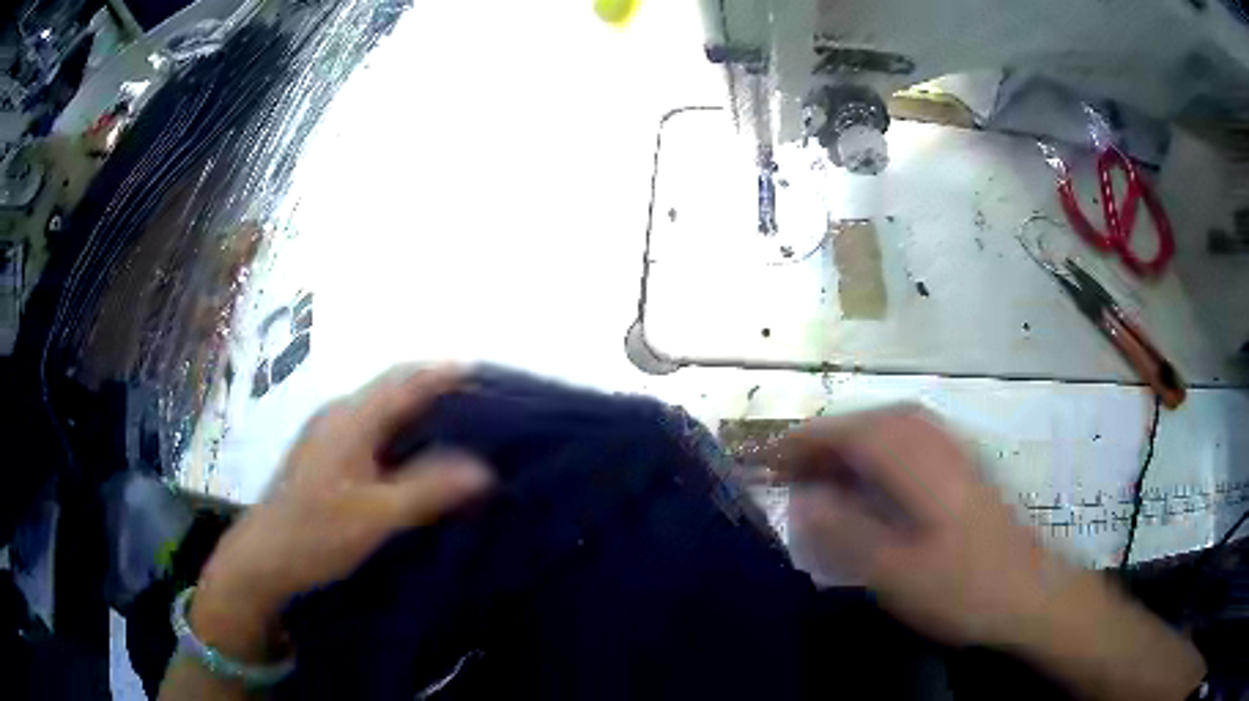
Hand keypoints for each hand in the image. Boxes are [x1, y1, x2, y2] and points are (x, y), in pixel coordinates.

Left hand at [190, 366, 492, 661]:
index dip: (446, 374)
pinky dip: (403, 436)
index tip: (488, 376)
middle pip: (394, 390)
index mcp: (349, 419)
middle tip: (484, 408)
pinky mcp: (325, 457)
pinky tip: (419, 459)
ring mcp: (328, 435)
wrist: (263, 559)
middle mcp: (338, 416)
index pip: (405, 381)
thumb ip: (428, 489)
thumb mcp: (376, 515)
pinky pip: (373, 432)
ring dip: (420, 414)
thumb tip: (484, 469)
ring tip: (461, 431)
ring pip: (383, 412)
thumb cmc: (316, 533)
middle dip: (438, 391)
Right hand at [772, 406, 1071, 646]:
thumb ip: (849, 534)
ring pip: (897, 427)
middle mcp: (939, 446)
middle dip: (829, 438)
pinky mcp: (967, 469)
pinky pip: (916, 441)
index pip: (855, 433)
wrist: (1031, 593)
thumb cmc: (964, 587)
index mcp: (921, 466)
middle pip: (875, 422)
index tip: (771, 457)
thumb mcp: (899, 574)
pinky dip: (884, 449)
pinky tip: (878, 476)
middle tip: (794, 466)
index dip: (808, 440)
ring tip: (827, 468)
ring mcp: (957, 455)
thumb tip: (804, 500)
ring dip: (856, 440)